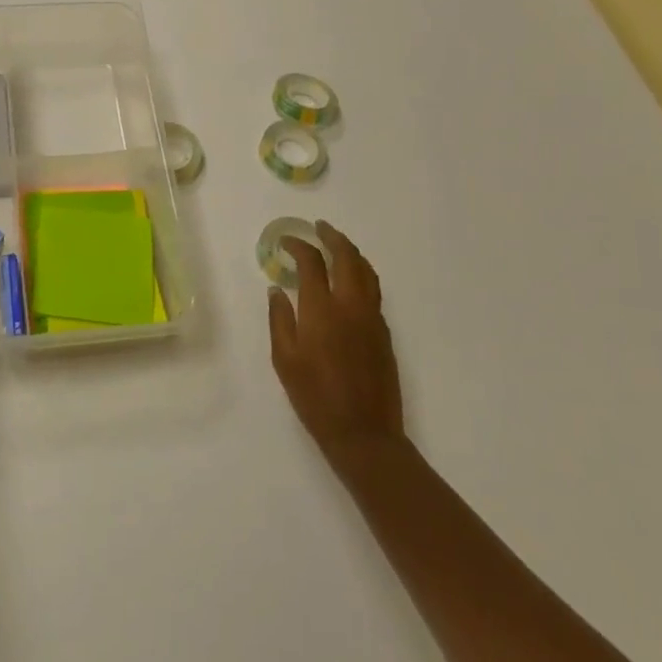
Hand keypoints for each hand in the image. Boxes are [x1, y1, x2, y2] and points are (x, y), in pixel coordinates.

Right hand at [268, 221, 405, 474]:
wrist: (364, 434)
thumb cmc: (315, 398)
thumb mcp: (284, 359)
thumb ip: (279, 319)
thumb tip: (277, 289)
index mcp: (322, 309)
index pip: (311, 263)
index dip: (298, 246)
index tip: (286, 242)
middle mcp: (351, 305)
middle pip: (347, 257)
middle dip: (332, 237)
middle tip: (318, 228)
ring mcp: (372, 317)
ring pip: (366, 271)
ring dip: (351, 252)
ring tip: (337, 245)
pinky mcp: (384, 332)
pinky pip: (374, 290)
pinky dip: (361, 274)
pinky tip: (350, 280)